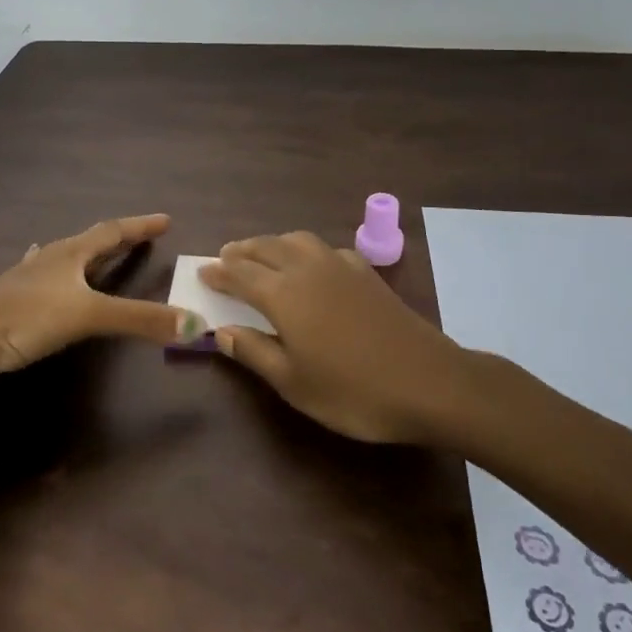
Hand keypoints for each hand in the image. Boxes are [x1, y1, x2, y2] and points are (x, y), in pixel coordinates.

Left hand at [0, 214, 203, 398]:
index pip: (111, 232)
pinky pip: (42, 279)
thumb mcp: (87, 316)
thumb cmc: (23, 318)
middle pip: (89, 242)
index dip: (139, 226)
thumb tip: (196, 323)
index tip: (165, 219)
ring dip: (86, 255)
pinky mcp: (10, 303)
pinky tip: (39, 269)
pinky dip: (54, 273)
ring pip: (63, 259)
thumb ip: (139, 320)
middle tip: (141, 236)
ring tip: (95, 250)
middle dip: (117, 239)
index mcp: (69, 255)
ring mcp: (25, 281)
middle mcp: (48, 261)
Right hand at [199, 231, 476, 445]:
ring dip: (273, 243)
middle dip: (242, 250)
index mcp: (284, 294)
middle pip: (267, 248)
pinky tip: (312, 266)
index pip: (241, 273)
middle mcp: (308, 269)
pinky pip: (326, 248)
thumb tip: (222, 331)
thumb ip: (255, 352)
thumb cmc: (353, 391)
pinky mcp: (367, 273)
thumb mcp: (294, 383)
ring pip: (297, 240)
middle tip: (225, 257)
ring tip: (262, 255)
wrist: (429, 382)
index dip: (219, 272)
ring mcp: (341, 266)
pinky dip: (306, 250)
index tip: (203, 272)